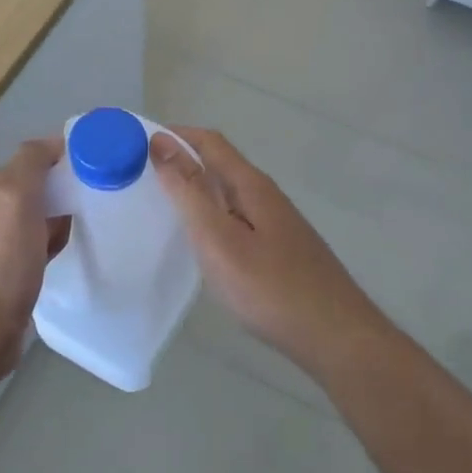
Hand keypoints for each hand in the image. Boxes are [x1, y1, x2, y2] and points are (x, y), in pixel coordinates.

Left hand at [0, 137, 67, 385]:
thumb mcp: (14, 199)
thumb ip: (31, 162)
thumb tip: (54, 143)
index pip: (28, 162)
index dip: (59, 168)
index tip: (89, 178)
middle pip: (35, 190)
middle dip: (60, 198)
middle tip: (87, 209)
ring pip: (39, 219)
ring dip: (59, 223)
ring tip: (78, 233)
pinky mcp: (5, 271)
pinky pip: (37, 245)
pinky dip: (52, 246)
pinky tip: (63, 255)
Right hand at [149, 127, 384, 368]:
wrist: (335, 337)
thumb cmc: (270, 287)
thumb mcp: (218, 238)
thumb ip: (189, 191)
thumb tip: (160, 143)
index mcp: (251, 185)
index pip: (210, 142)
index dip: (175, 136)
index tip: (136, 144)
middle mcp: (266, 195)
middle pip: (220, 164)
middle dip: (181, 161)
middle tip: (139, 178)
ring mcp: (276, 223)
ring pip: (229, 193)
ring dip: (196, 190)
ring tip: (162, 207)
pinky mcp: (280, 248)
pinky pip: (237, 217)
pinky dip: (212, 215)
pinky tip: (202, 242)